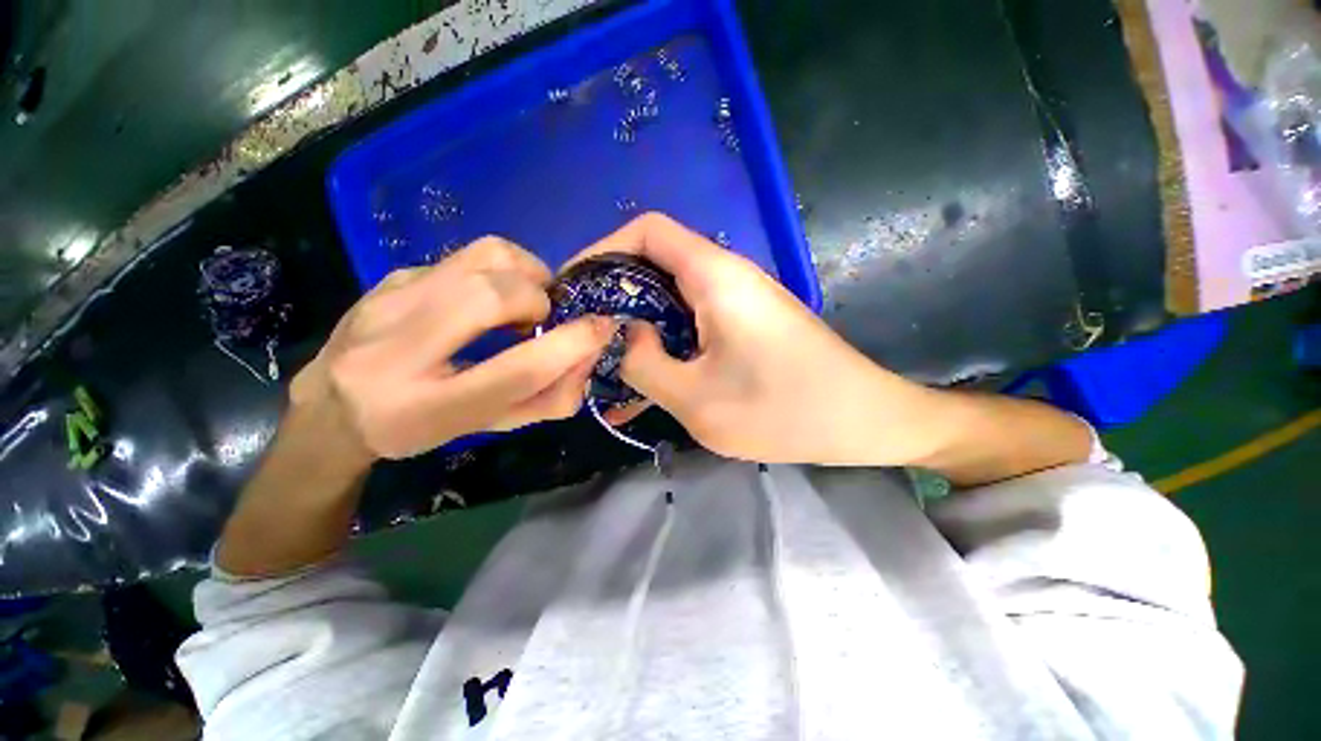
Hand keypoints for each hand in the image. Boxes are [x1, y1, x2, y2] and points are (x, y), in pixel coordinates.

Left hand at [289, 237, 615, 463]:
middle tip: (543, 319)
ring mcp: (387, 302)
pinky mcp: (390, 276)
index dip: (572, 345)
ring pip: (481, 258)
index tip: (601, 328)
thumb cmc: (420, 427)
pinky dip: (496, 272)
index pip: (517, 370)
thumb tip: (588, 357)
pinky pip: (464, 257)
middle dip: (539, 300)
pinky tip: (486, 298)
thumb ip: (547, 400)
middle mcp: (397, 350)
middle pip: (493, 296)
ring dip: (524, 273)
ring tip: (524, 299)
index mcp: (428, 408)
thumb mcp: (487, 427)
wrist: (332, 406)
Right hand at [573, 213, 935, 465]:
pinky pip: (694, 324)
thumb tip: (624, 337)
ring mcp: (739, 302)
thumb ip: (646, 364)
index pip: (646, 231)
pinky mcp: (746, 326)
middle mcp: (727, 277)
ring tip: (609, 365)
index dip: (602, 250)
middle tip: (586, 336)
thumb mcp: (698, 399)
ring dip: (640, 328)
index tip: (574, 289)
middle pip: (656, 264)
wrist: (863, 421)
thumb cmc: (785, 410)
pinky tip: (648, 384)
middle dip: (615, 297)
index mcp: (716, 276)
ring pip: (673, 300)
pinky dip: (667, 346)